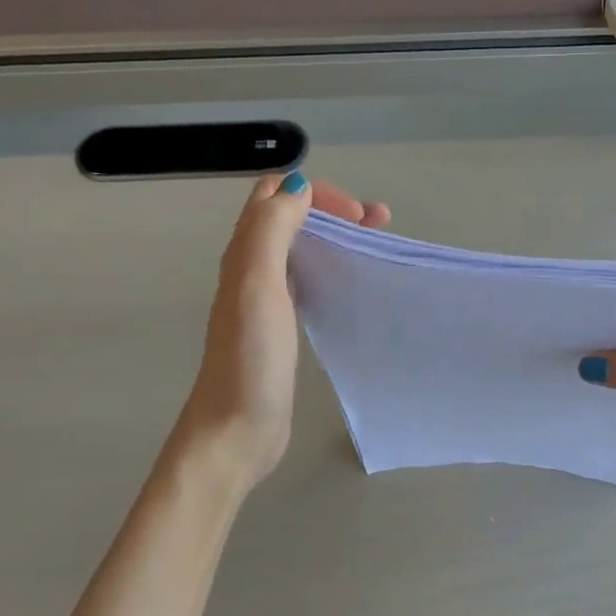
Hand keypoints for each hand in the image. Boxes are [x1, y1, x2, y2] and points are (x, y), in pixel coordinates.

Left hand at [170, 173, 388, 489]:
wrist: (236, 429)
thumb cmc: (250, 359)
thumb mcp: (257, 284)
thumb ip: (271, 230)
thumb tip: (298, 185)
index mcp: (244, 253)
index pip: (275, 196)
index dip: (316, 192)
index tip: (358, 217)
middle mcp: (251, 270)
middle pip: (290, 219)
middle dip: (332, 210)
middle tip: (379, 224)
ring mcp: (265, 302)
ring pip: (300, 250)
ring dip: (334, 238)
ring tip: (375, 246)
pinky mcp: (280, 331)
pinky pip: (306, 284)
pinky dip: (330, 270)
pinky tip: (349, 285)